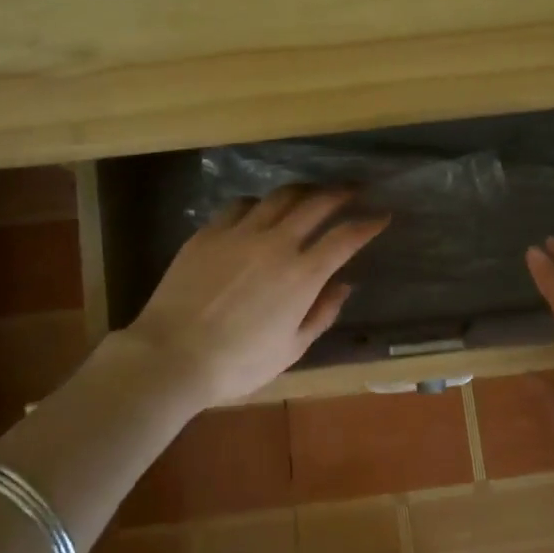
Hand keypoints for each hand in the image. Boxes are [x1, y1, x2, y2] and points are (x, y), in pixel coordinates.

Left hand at [125, 186, 388, 407]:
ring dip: (303, 190)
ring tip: (312, 193)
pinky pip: (241, 205)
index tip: (381, 215)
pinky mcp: (209, 232)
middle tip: (354, 189)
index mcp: (302, 275)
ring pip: (279, 196)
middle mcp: (276, 243)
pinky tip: (260, 210)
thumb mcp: (291, 349)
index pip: (345, 237)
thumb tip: (343, 285)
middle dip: (341, 192)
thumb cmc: (237, 363)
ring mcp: (240, 232)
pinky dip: (259, 203)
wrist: (172, 355)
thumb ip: (322, 313)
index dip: (368, 223)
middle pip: (317, 203)